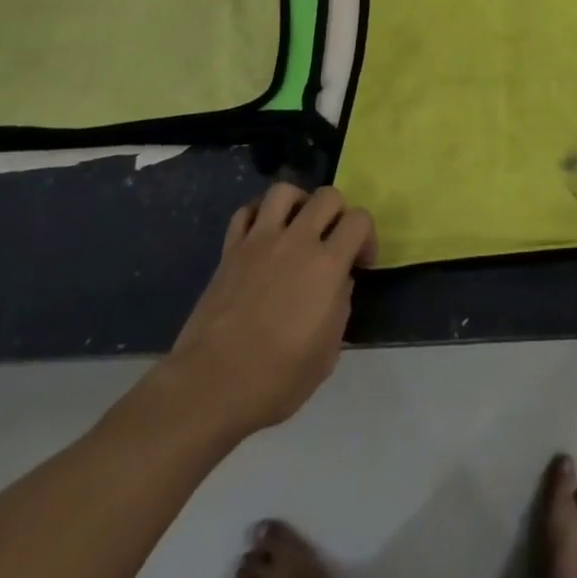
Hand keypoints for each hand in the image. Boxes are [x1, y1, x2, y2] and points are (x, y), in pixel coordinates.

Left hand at [144, 183, 376, 445]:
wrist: (209, 386)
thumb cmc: (274, 380)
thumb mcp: (326, 355)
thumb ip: (340, 308)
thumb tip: (339, 284)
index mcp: (326, 265)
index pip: (359, 220)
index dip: (367, 236)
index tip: (361, 262)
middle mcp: (297, 241)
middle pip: (327, 196)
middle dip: (338, 212)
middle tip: (332, 240)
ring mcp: (259, 241)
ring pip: (284, 191)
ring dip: (298, 202)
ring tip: (297, 226)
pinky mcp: (230, 250)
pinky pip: (245, 212)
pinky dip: (258, 215)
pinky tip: (262, 236)